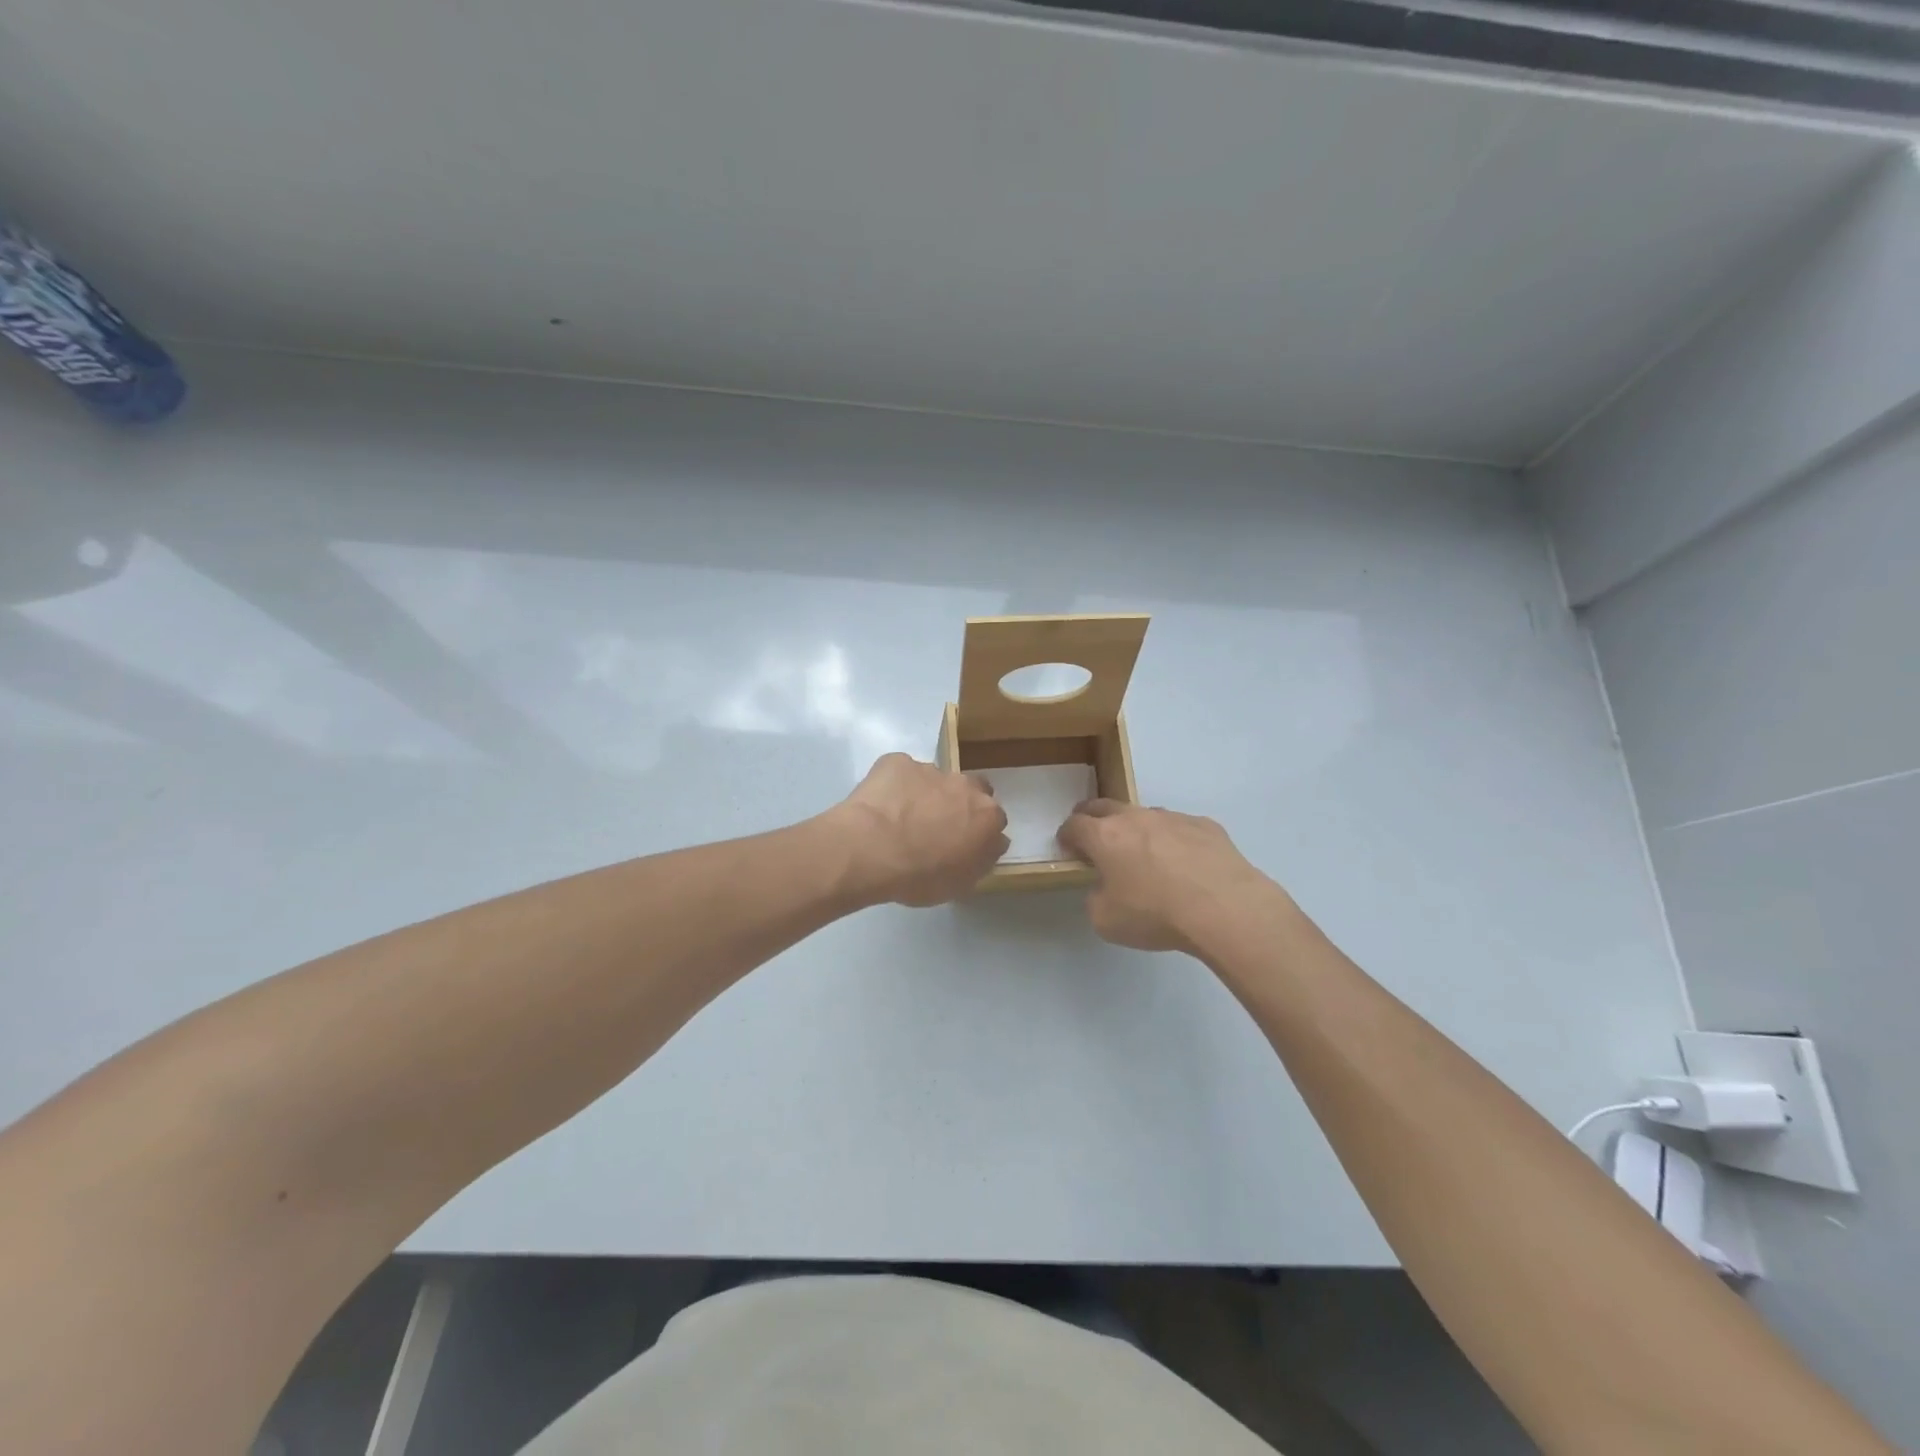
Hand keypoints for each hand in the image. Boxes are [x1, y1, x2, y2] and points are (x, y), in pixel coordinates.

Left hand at [829, 753, 1008, 906]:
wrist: (870, 850)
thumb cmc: (920, 876)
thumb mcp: (961, 883)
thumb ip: (982, 858)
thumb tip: (991, 843)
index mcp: (987, 815)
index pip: (993, 819)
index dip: (977, 831)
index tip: (962, 844)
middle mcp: (965, 785)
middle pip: (970, 789)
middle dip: (958, 803)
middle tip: (936, 826)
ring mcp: (930, 769)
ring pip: (934, 779)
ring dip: (925, 794)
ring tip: (900, 818)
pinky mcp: (897, 762)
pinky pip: (901, 772)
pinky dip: (895, 785)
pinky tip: (880, 805)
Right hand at [1058, 799, 1285, 954]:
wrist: (1224, 907)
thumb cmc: (1156, 914)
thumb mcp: (1106, 921)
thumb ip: (1096, 899)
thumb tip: (1104, 889)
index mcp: (1104, 837)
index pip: (1074, 825)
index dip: (1066, 836)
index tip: (1068, 848)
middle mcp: (1135, 818)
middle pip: (1104, 806)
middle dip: (1093, 818)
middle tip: (1094, 837)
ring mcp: (1172, 818)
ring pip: (1144, 815)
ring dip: (1136, 829)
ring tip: (1145, 854)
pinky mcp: (1205, 825)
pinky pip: (1180, 827)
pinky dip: (1174, 840)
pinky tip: (1185, 864)